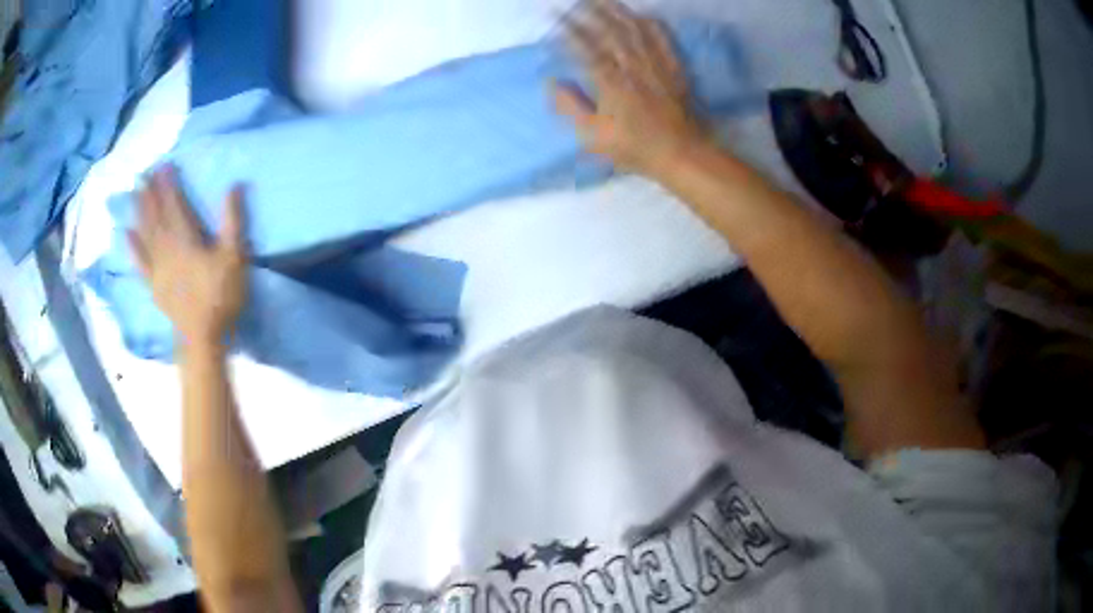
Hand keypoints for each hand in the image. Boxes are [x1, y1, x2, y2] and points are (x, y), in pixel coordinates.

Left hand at [127, 166, 247, 347]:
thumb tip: (234, 186)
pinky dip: (133, 246)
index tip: (164, 165)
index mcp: (186, 240)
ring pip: (145, 234)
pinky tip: (128, 233)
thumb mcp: (235, 257)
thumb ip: (233, 221)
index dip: (169, 185)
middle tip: (144, 174)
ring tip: (134, 193)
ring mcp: (157, 268)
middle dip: (150, 194)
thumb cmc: (221, 296)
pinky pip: (140, 261)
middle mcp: (167, 249)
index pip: (174, 205)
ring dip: (139, 212)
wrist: (203, 338)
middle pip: (156, 216)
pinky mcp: (154, 284)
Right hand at [553, 0, 709, 175]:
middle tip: (577, 1)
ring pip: (635, 31)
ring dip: (618, 12)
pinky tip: (644, 16)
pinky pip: (663, 41)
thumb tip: (552, 83)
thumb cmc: (636, 148)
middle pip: (610, 32)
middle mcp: (632, 67)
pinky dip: (652, 26)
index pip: (585, 49)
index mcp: (610, 83)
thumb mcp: (594, 136)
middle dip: (591, 13)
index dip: (569, 31)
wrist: (682, 154)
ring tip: (604, 0)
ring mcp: (655, 66)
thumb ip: (572, 108)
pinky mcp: (674, 70)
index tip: (555, 18)